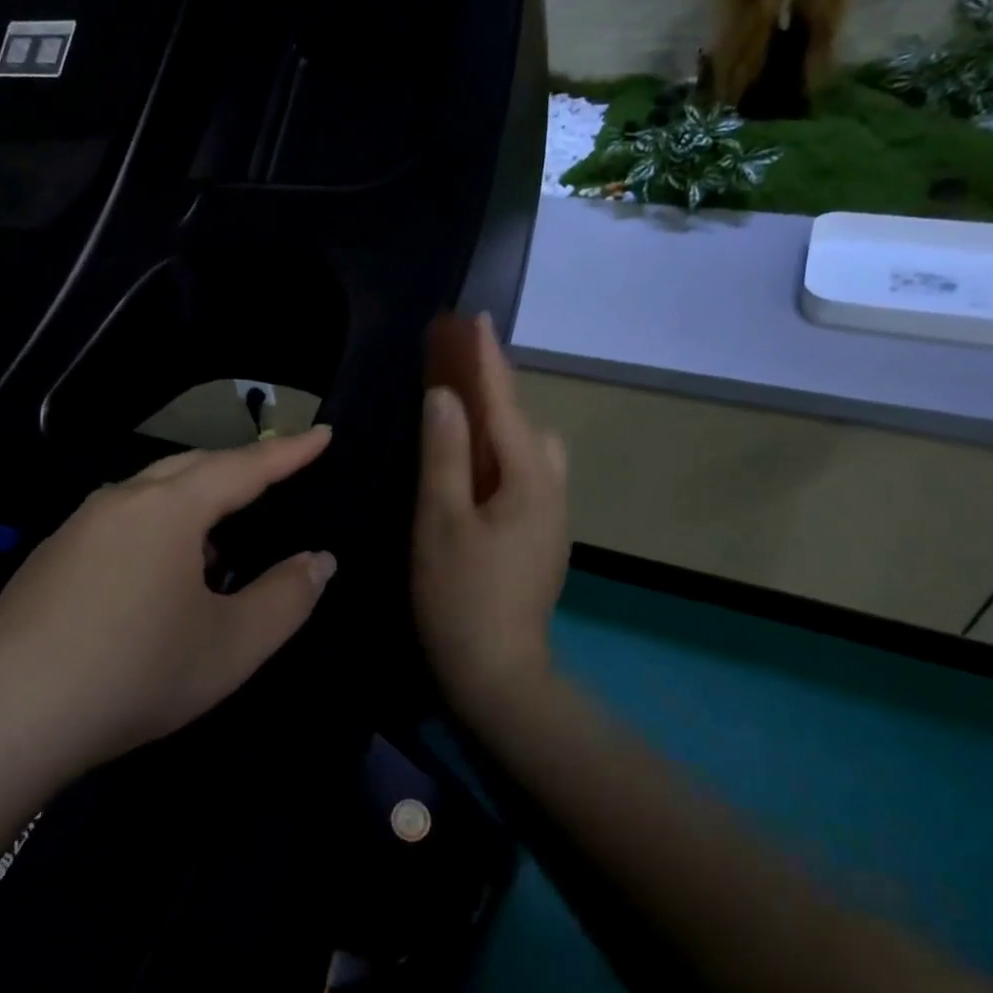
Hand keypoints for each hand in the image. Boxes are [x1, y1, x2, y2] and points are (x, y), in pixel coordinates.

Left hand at [0, 429, 337, 768]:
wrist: (7, 718)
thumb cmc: (137, 673)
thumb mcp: (232, 645)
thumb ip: (286, 597)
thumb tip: (319, 560)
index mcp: (169, 509)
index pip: (243, 467)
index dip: (289, 452)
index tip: (322, 433)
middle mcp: (120, 501)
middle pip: (192, 467)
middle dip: (240, 467)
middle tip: (278, 476)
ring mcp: (77, 526)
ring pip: (151, 493)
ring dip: (195, 503)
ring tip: (222, 542)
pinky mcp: (50, 556)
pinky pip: (120, 522)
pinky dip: (157, 529)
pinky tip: (159, 578)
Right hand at [413, 317, 569, 717]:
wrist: (498, 673)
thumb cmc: (460, 596)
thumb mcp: (441, 521)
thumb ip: (444, 454)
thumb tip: (445, 396)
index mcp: (530, 480)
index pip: (505, 405)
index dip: (487, 361)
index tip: (475, 319)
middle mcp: (551, 490)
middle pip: (527, 425)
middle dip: (496, 393)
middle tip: (455, 378)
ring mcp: (550, 518)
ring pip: (530, 453)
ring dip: (499, 427)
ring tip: (459, 421)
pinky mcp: (540, 538)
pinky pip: (524, 478)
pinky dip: (500, 458)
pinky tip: (473, 470)